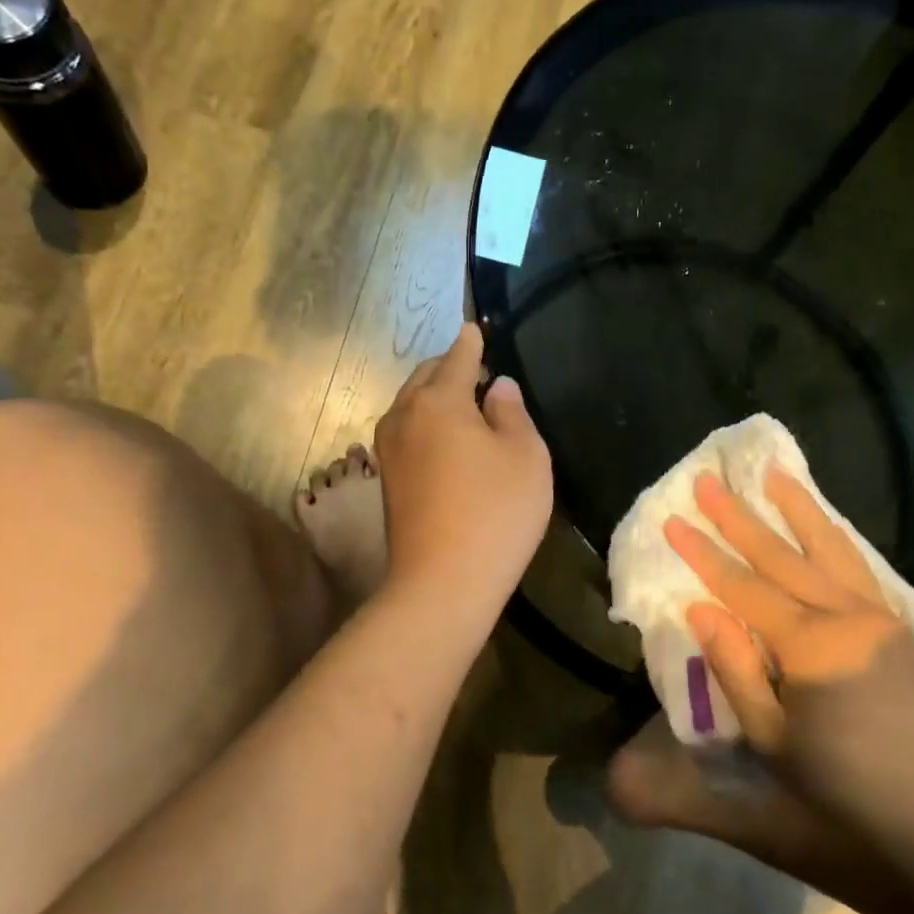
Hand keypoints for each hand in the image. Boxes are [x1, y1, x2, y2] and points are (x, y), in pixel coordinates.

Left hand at [374, 323, 553, 610]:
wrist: (442, 583)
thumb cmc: (495, 512)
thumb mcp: (525, 456)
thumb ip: (512, 412)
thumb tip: (497, 387)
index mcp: (439, 400)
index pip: (457, 357)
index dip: (471, 343)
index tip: (476, 329)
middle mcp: (404, 415)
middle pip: (426, 377)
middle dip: (449, 368)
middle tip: (478, 371)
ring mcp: (389, 449)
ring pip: (412, 406)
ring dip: (435, 397)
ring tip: (465, 406)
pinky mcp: (387, 480)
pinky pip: (408, 432)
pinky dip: (426, 424)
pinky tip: (447, 441)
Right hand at [666, 465, 913, 831]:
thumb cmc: (838, 784)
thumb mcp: (770, 740)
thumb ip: (734, 669)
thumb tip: (701, 608)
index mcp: (812, 648)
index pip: (744, 588)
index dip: (704, 554)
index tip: (673, 519)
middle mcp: (847, 616)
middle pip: (781, 556)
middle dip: (738, 517)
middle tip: (706, 480)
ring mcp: (877, 613)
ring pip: (827, 546)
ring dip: (794, 506)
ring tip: (769, 472)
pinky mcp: (895, 620)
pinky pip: (856, 563)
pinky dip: (831, 532)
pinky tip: (818, 515)